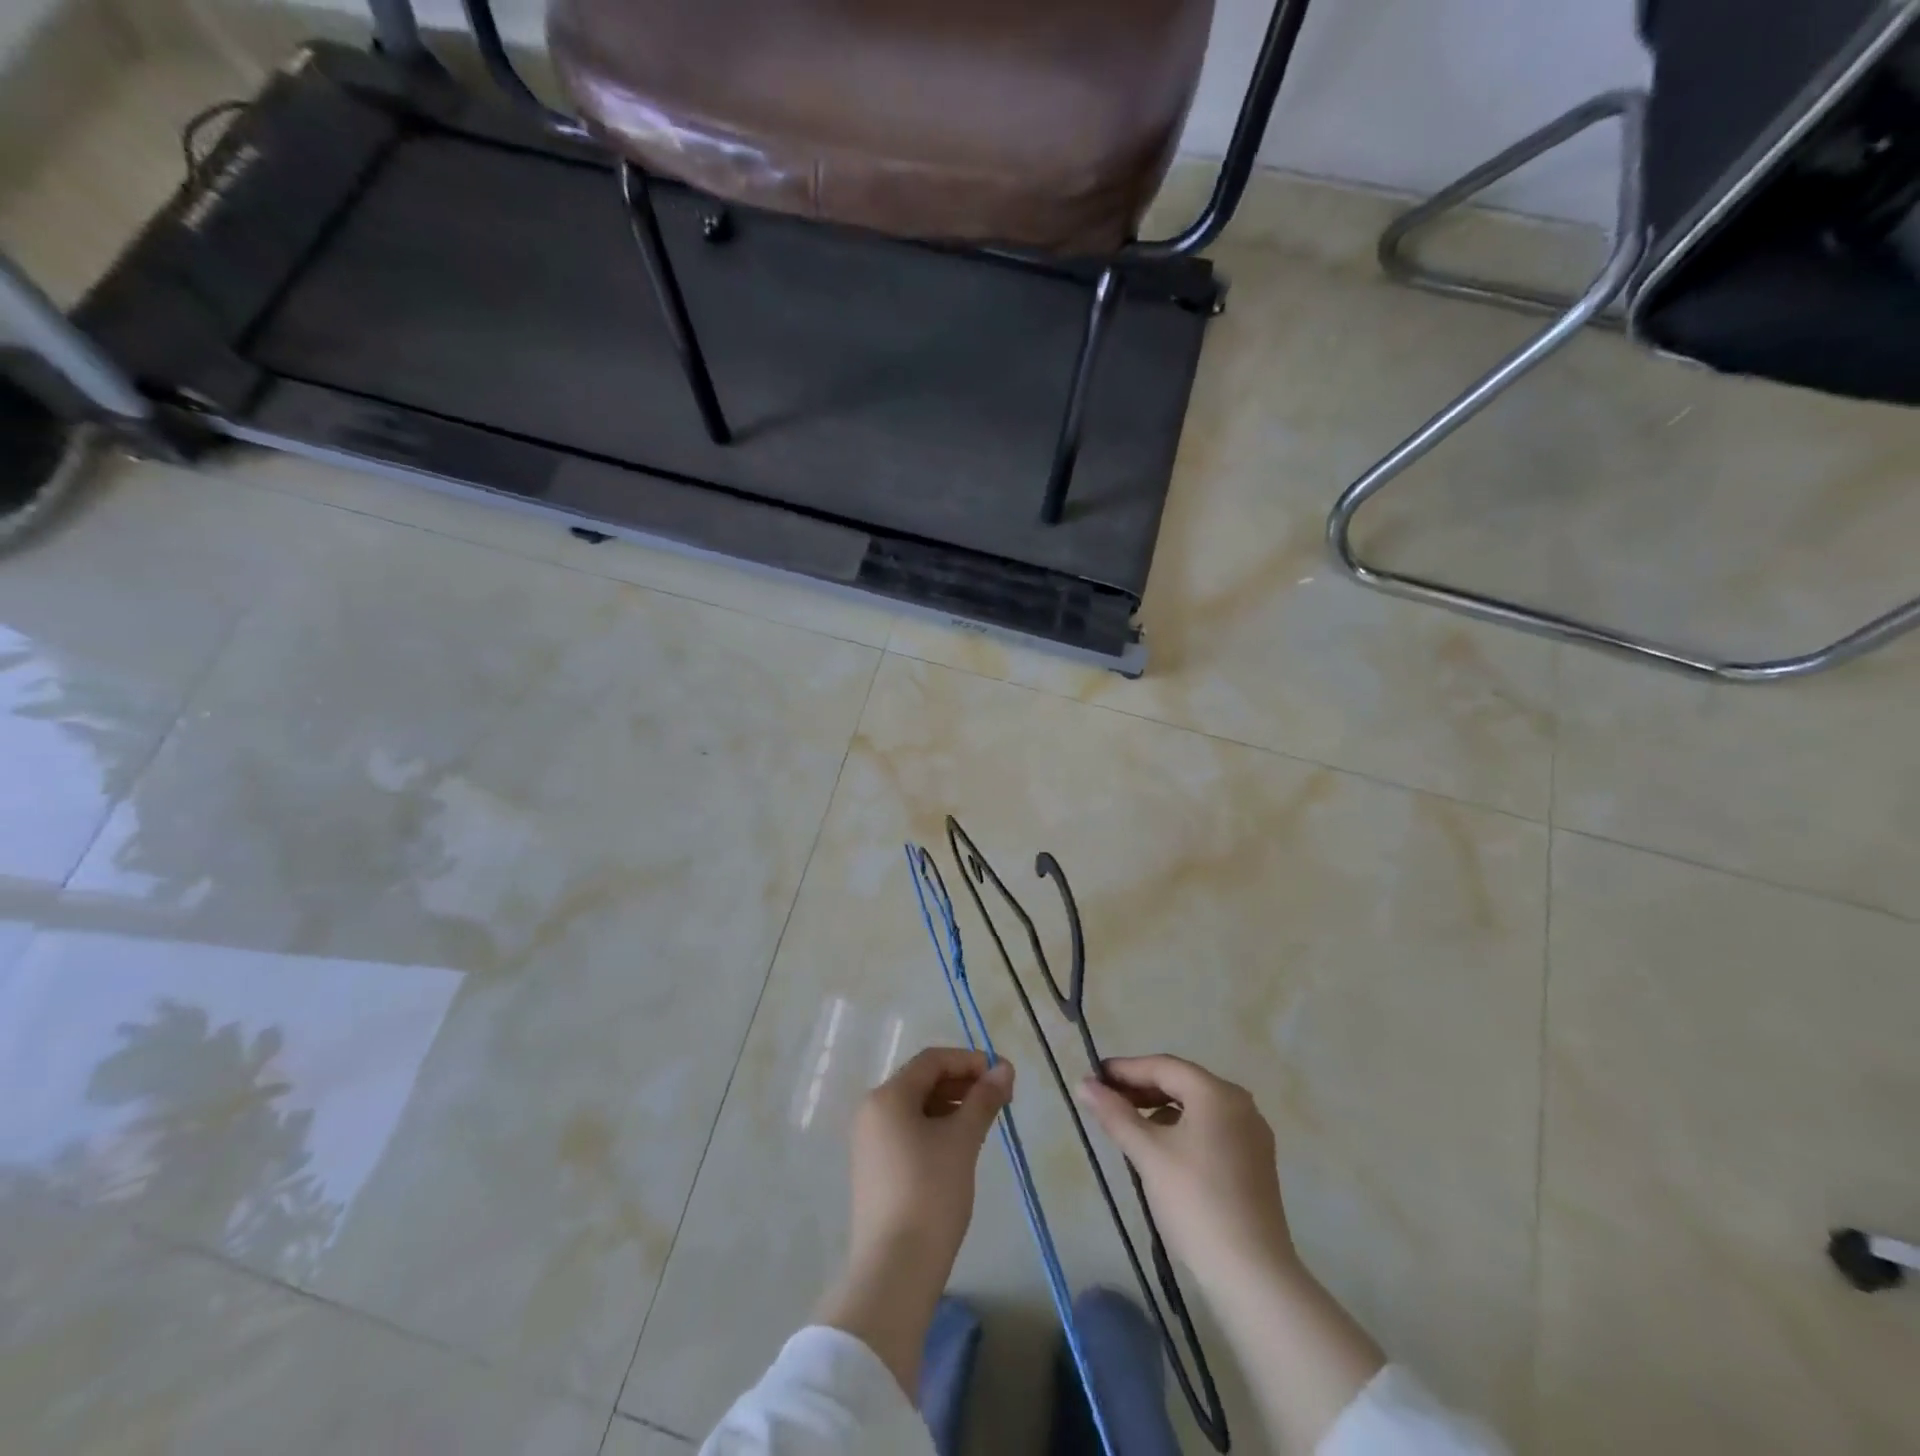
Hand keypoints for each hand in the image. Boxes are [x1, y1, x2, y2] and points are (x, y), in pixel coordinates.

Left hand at [816, 1047, 1013, 1390]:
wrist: (894, 1271)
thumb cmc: (930, 1193)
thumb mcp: (962, 1141)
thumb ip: (983, 1100)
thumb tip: (1004, 1069)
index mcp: (888, 1096)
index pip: (932, 1060)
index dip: (970, 1061)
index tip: (1003, 1075)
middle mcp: (872, 1111)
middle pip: (922, 1081)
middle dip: (962, 1083)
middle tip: (999, 1097)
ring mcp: (870, 1142)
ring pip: (916, 1107)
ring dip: (951, 1105)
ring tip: (984, 1120)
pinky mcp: (875, 1169)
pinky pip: (908, 1131)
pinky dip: (936, 1127)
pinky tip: (960, 1145)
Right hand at [1082, 1057, 1385, 1453]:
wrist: (1257, 1281)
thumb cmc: (1199, 1209)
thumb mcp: (1148, 1157)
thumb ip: (1115, 1115)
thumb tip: (1083, 1084)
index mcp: (1217, 1093)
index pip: (1163, 1065)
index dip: (1126, 1067)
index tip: (1093, 1073)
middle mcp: (1239, 1105)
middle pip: (1180, 1082)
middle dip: (1140, 1088)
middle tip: (1104, 1099)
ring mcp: (1252, 1136)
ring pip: (1194, 1107)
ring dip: (1158, 1111)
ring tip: (1124, 1127)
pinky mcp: (1255, 1165)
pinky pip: (1207, 1130)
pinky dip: (1178, 1131)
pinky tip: (1158, 1153)